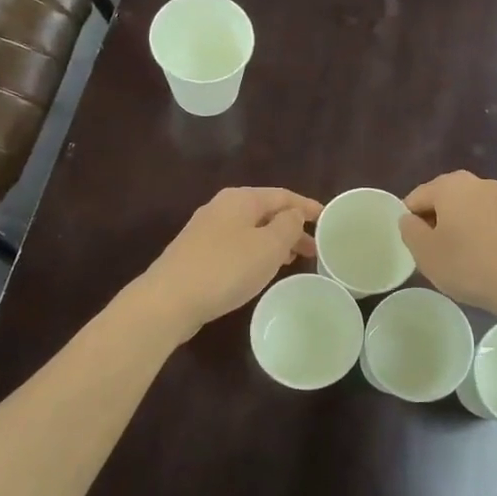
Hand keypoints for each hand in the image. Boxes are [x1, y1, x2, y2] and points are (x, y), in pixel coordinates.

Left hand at [140, 187, 321, 340]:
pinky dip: (256, 253)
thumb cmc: (226, 268)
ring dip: (274, 242)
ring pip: (251, 230)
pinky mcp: (197, 254)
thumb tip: (293, 215)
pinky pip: (236, 246)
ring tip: (293, 260)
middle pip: (265, 212)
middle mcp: (222, 207)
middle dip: (291, 228)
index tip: (327, 219)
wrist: (169, 300)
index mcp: (241, 199)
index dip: (307, 207)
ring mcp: (206, 231)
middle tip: (314, 248)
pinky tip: (261, 270)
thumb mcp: (268, 246)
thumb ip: (288, 225)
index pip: (283, 195)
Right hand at [398, 172, 496, 319]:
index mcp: (449, 184)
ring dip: (454, 229)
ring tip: (454, 258)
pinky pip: (482, 220)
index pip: (415, 198)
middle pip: (441, 199)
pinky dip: (474, 234)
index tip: (414, 247)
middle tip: (431, 253)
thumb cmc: (467, 264)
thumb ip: (409, 230)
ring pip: (463, 210)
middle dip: (433, 222)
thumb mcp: (425, 251)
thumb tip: (409, 219)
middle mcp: (475, 182)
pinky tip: (476, 258)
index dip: (409, 222)